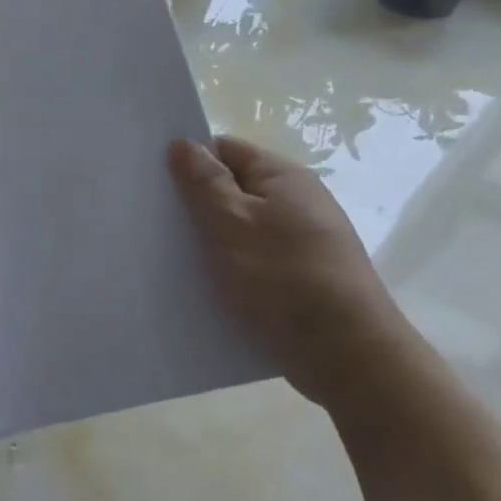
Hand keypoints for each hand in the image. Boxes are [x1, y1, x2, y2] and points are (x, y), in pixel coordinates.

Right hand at [168, 136, 413, 411]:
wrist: (347, 356)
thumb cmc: (284, 277)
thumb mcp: (232, 222)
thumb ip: (204, 181)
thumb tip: (182, 144)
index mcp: (283, 178)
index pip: (226, 150)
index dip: (189, 160)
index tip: (153, 181)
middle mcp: (296, 203)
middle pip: (232, 189)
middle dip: (195, 203)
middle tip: (154, 220)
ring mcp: (300, 243)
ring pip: (239, 229)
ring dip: (210, 241)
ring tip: (169, 255)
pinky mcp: (299, 279)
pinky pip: (252, 261)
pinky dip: (229, 269)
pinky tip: (202, 285)